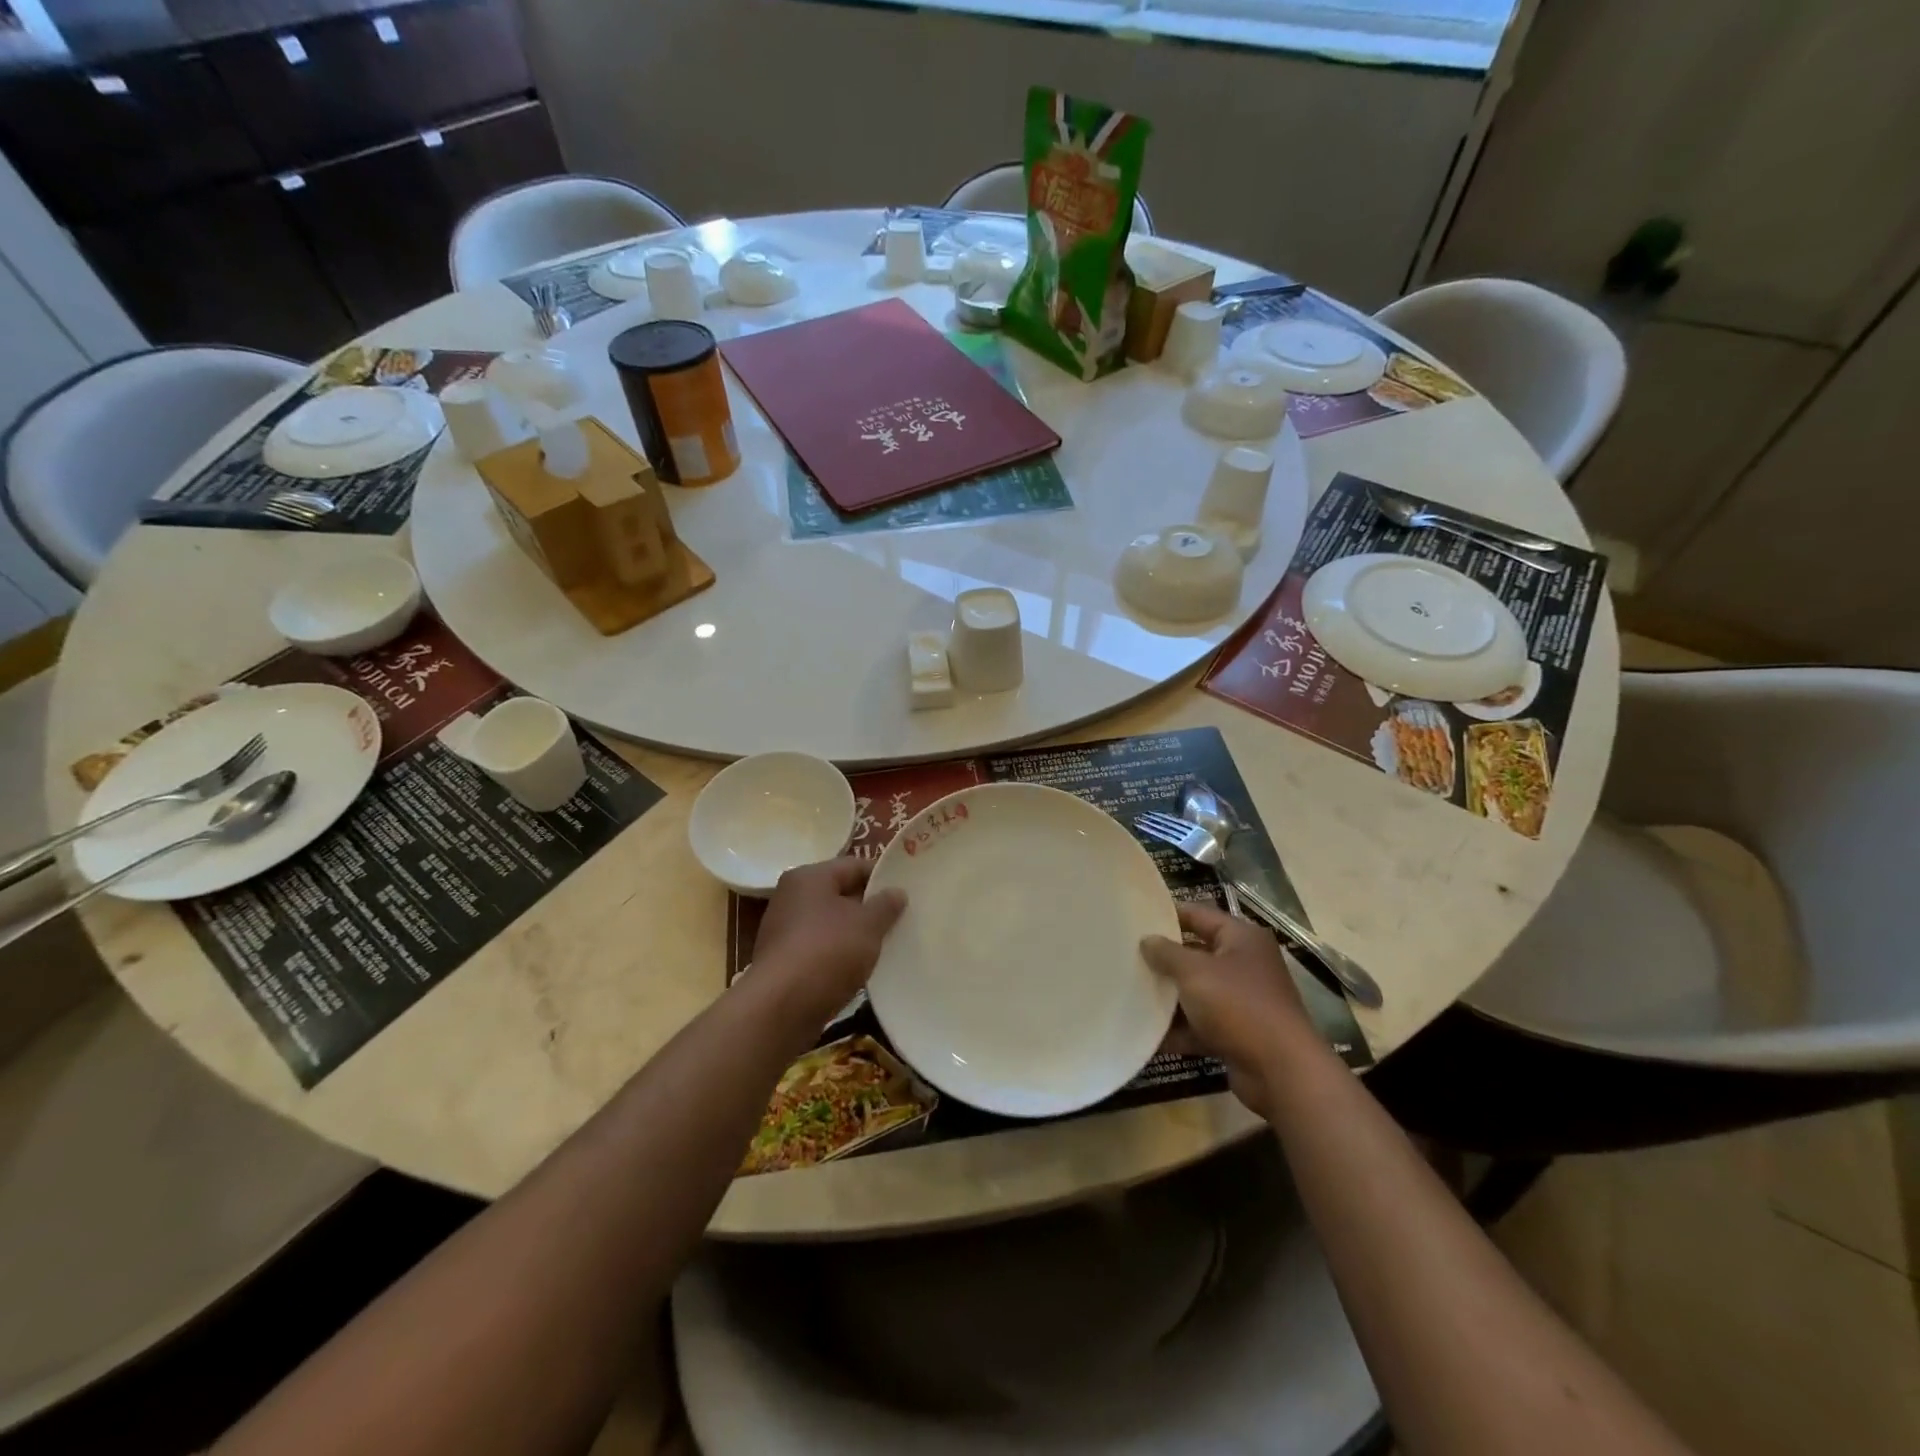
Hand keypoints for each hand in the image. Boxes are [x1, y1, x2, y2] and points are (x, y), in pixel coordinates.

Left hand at [750, 858, 906, 1030]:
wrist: (781, 1008)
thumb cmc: (827, 952)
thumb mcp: (867, 925)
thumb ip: (885, 905)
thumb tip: (897, 891)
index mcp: (809, 877)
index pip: (854, 865)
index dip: (883, 876)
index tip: (908, 891)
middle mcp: (791, 897)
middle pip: (840, 894)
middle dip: (870, 907)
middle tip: (902, 918)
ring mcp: (784, 930)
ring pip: (831, 924)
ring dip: (856, 934)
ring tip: (887, 945)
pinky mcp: (784, 962)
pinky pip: (820, 949)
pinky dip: (840, 956)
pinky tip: (861, 969)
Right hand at [1141, 903, 1317, 1120]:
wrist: (1281, 1071)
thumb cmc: (1238, 1005)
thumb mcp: (1194, 972)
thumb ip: (1166, 953)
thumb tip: (1147, 940)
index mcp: (1242, 939)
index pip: (1199, 915)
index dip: (1167, 915)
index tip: (1134, 919)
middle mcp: (1245, 965)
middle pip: (1196, 954)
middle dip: (1164, 959)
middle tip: (1126, 956)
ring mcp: (1242, 1001)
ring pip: (1197, 992)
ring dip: (1168, 997)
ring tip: (1129, 993)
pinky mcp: (1237, 1034)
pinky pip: (1200, 1024)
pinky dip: (1178, 1029)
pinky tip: (1146, 1034)